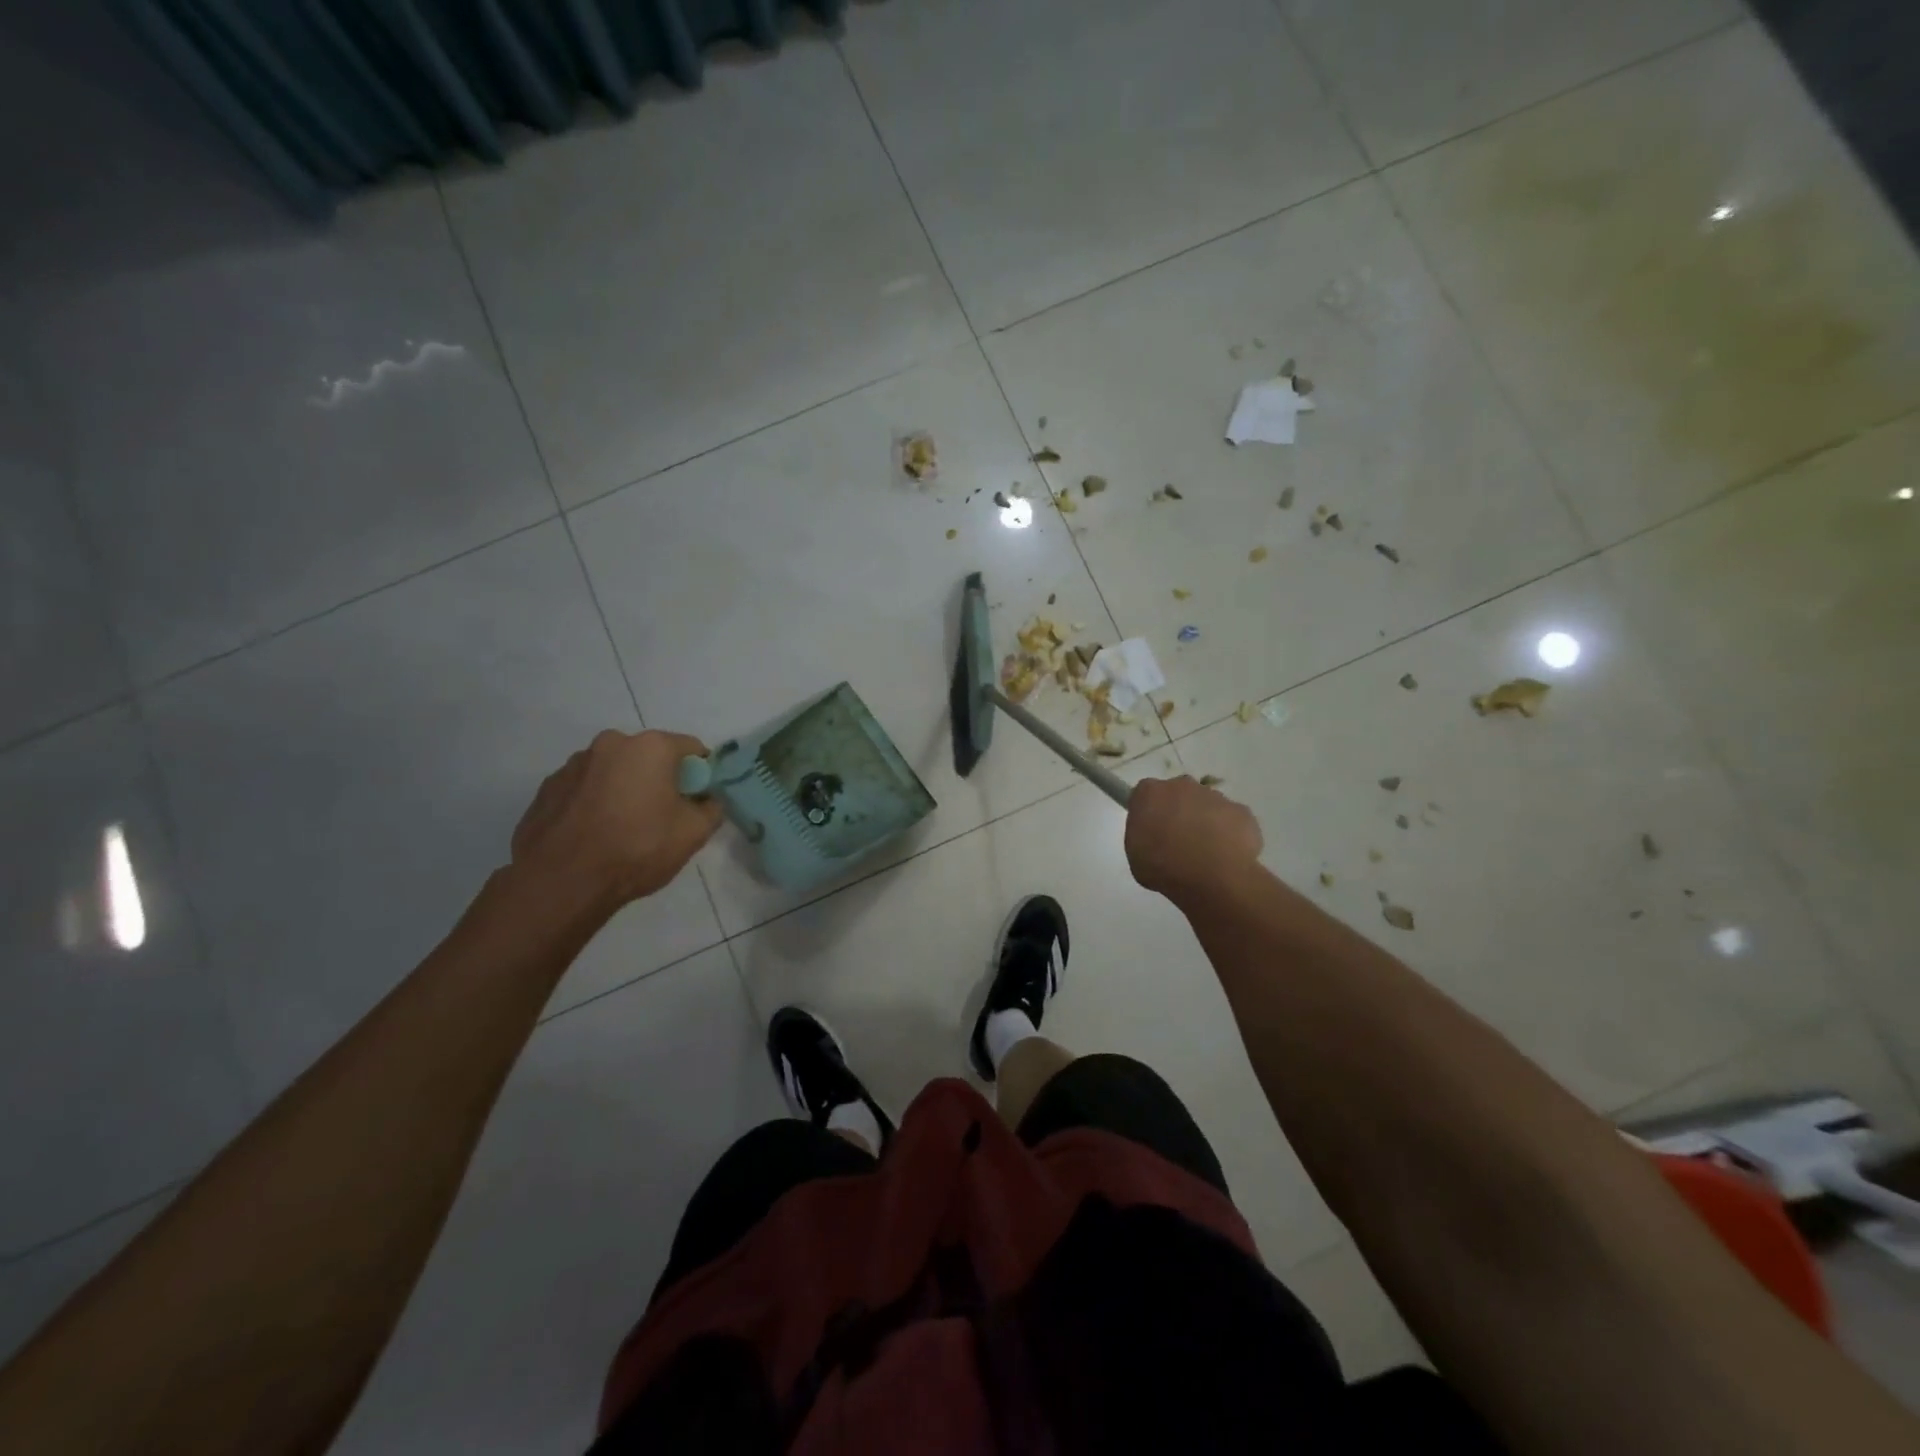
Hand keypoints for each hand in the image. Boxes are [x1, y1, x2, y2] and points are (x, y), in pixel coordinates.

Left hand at [511, 730, 722, 908]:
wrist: (562, 881)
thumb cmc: (637, 849)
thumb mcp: (694, 833)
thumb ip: (711, 809)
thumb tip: (707, 800)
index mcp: (650, 747)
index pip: (690, 748)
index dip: (700, 773)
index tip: (698, 799)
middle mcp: (611, 744)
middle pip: (648, 756)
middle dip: (658, 778)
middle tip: (662, 815)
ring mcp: (574, 764)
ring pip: (614, 771)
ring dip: (623, 788)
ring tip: (622, 827)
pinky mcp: (548, 788)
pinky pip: (584, 788)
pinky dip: (594, 802)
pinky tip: (594, 833)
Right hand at [1125, 775, 1263, 904]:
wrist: (1212, 877)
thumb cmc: (1163, 866)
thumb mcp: (1134, 856)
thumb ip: (1142, 836)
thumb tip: (1153, 835)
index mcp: (1150, 793)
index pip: (1145, 795)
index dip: (1149, 813)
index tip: (1151, 832)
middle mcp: (1182, 785)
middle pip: (1178, 795)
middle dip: (1178, 813)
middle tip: (1177, 843)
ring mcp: (1215, 796)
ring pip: (1207, 806)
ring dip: (1204, 824)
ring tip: (1205, 855)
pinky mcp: (1242, 811)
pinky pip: (1231, 821)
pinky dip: (1229, 835)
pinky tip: (1226, 857)